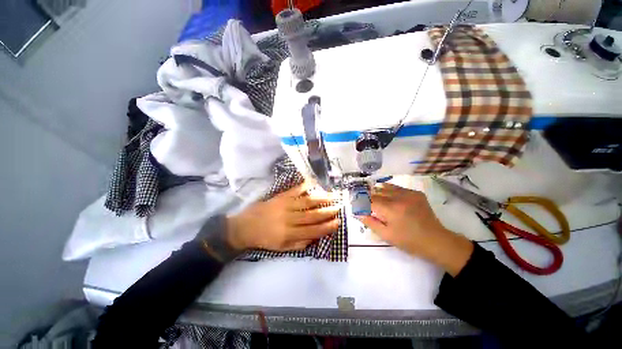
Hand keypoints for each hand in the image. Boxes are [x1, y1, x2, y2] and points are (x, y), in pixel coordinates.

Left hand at [226, 183, 339, 251]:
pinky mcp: (280, 197)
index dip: (327, 227)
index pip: (313, 231)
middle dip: (328, 211)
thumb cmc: (265, 239)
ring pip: (307, 202)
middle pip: (312, 215)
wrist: (245, 227)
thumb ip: (299, 244)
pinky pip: (294, 190)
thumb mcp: (281, 248)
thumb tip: (315, 237)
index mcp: (289, 234)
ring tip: (333, 196)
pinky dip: (304, 186)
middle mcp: (289, 219)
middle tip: (339, 207)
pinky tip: (313, 182)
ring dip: (321, 199)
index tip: (338, 222)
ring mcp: (285, 205)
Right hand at [357, 183, 472, 275]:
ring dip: (378, 192)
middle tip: (365, 203)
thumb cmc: (409, 241)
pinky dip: (389, 190)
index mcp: (390, 209)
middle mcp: (398, 198)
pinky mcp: (416, 193)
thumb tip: (357, 213)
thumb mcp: (386, 235)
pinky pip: (397, 188)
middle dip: (368, 197)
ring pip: (386, 187)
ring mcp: (408, 194)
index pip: (369, 201)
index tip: (357, 206)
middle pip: (376, 193)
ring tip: (375, 198)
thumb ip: (370, 222)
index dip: (361, 202)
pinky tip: (388, 196)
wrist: (436, 241)